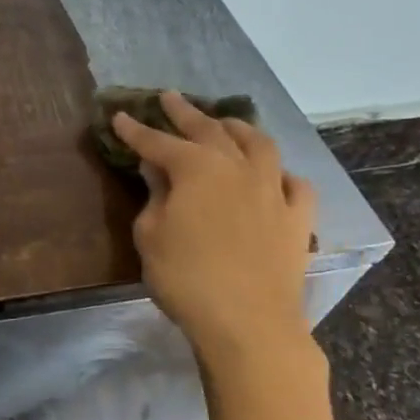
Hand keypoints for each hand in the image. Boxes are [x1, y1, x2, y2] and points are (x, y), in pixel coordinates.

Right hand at [111, 92, 316, 367]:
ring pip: (260, 145)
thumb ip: (154, 196)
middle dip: (186, 113)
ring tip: (226, 122)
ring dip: (238, 129)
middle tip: (170, 98)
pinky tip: (274, 176)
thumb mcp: (151, 235)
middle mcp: (238, 168)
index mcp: (197, 169)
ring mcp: (273, 190)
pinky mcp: (298, 218)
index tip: (121, 116)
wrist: (247, 322)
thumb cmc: (185, 278)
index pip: (158, 142)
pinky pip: (295, 184)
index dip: (137, 130)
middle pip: (210, 131)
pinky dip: (281, 174)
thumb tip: (157, 169)